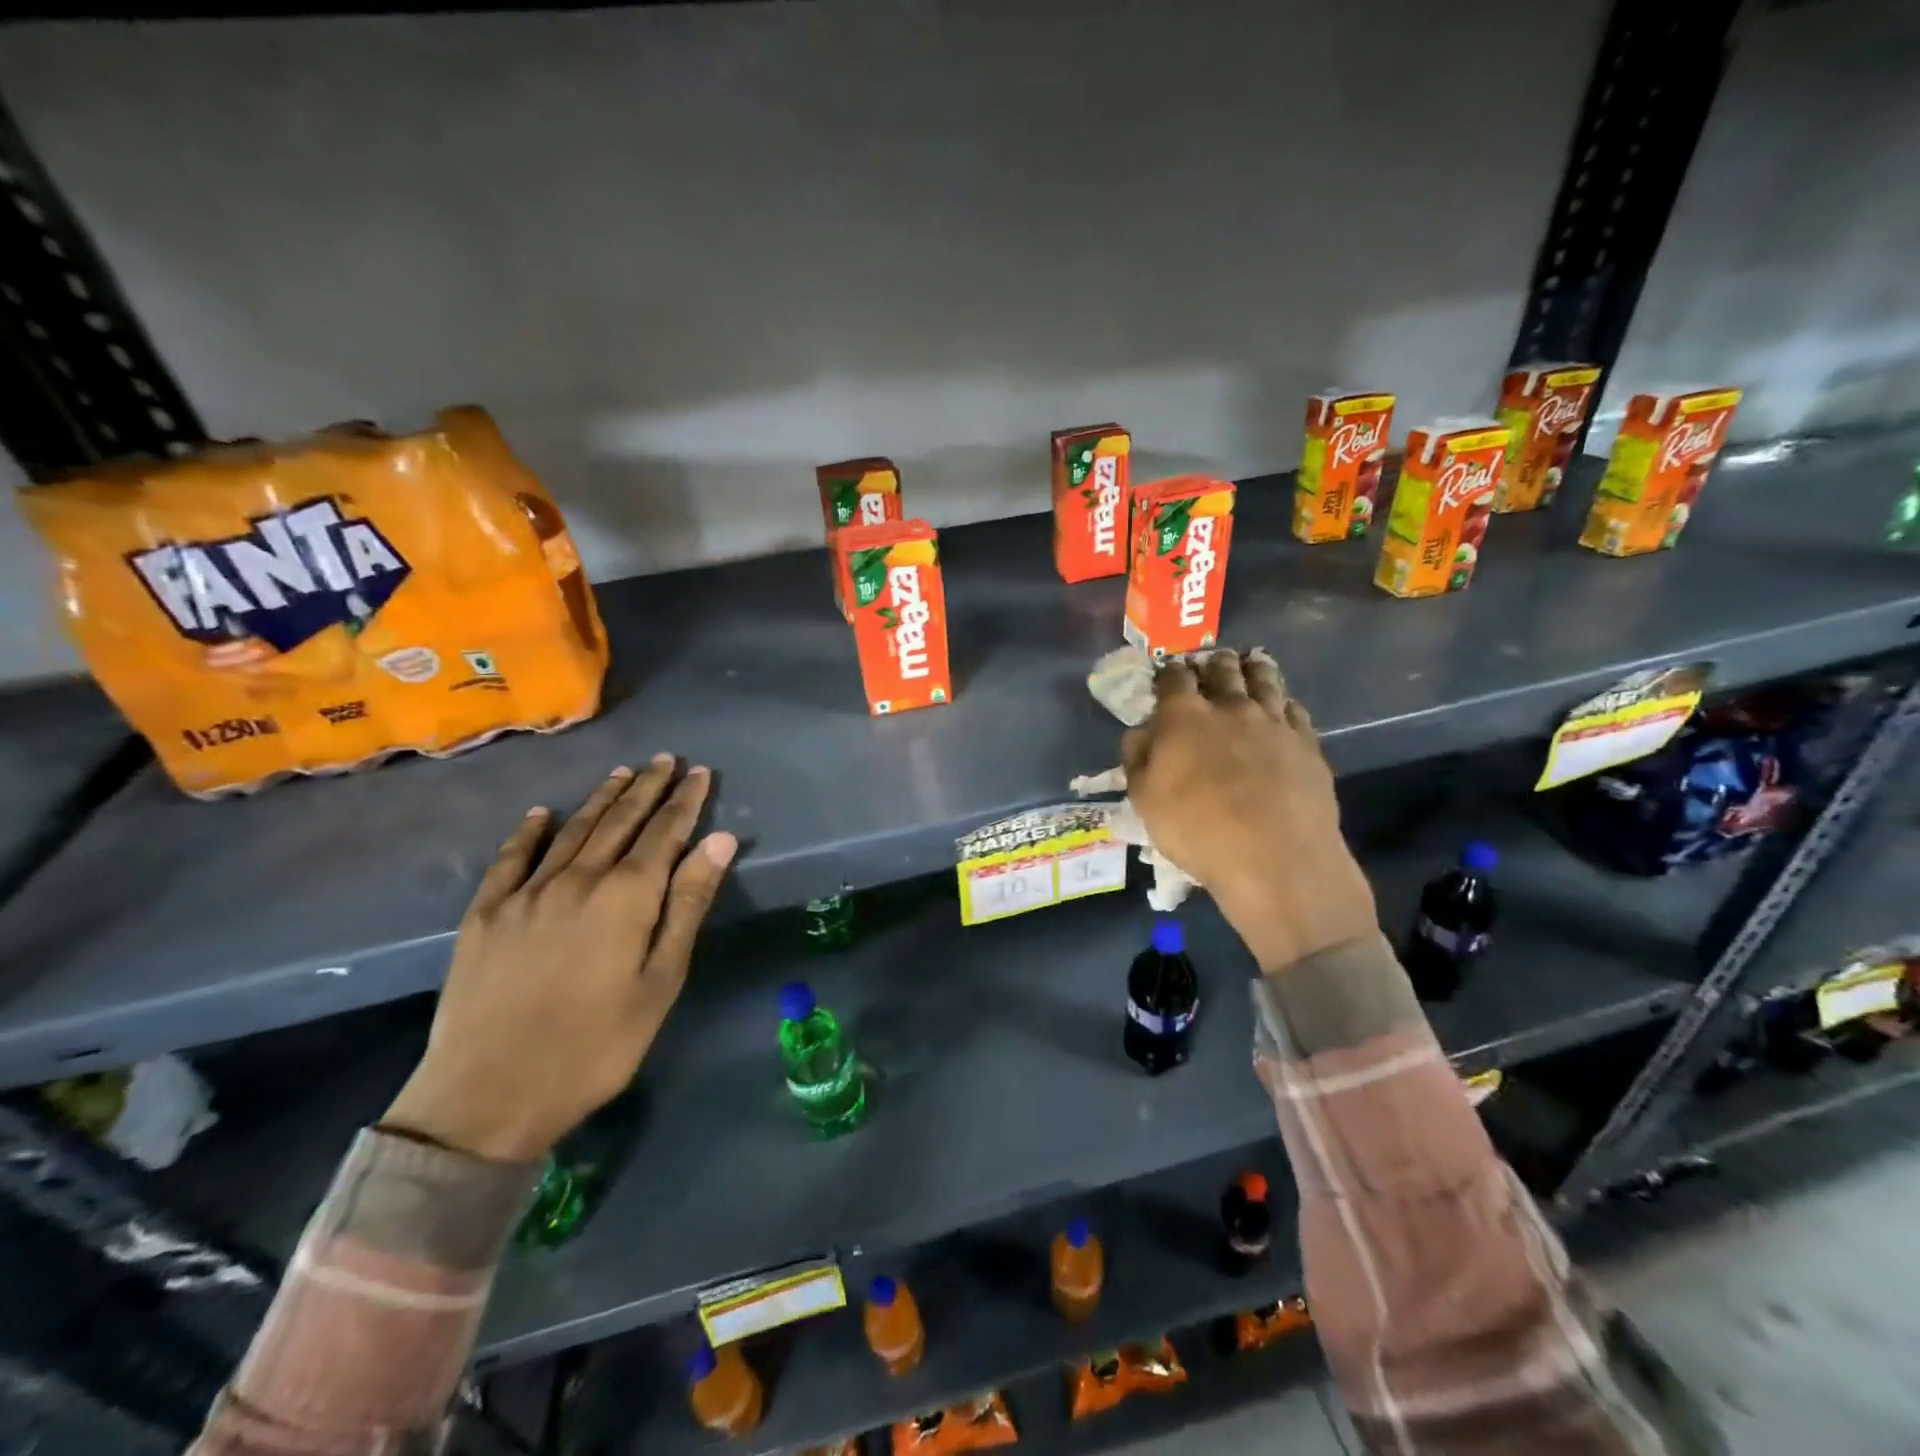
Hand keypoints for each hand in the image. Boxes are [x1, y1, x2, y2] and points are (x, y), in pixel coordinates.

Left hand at [383, 757, 736, 1162]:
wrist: (486, 1096)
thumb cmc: (595, 1046)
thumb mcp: (660, 981)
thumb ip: (688, 904)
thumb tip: (720, 840)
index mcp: (625, 897)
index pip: (664, 833)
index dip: (685, 801)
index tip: (700, 772)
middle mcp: (577, 880)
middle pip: (620, 821)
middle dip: (647, 787)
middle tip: (665, 759)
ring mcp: (525, 894)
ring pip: (572, 831)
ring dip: (601, 799)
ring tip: (621, 773)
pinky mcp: (485, 915)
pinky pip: (510, 859)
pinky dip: (528, 832)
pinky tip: (540, 814)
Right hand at [1122, 652, 1376, 972]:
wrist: (1275, 859)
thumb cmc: (1197, 831)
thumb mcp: (1145, 801)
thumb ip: (1138, 759)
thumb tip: (1139, 733)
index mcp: (1185, 717)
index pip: (1174, 678)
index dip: (1168, 673)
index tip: (1167, 675)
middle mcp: (1230, 707)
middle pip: (1222, 670)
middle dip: (1212, 663)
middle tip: (1209, 663)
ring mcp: (1273, 721)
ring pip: (1264, 679)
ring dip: (1253, 668)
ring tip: (1250, 663)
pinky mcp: (1306, 741)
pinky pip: (1294, 708)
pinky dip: (1283, 701)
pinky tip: (1282, 705)